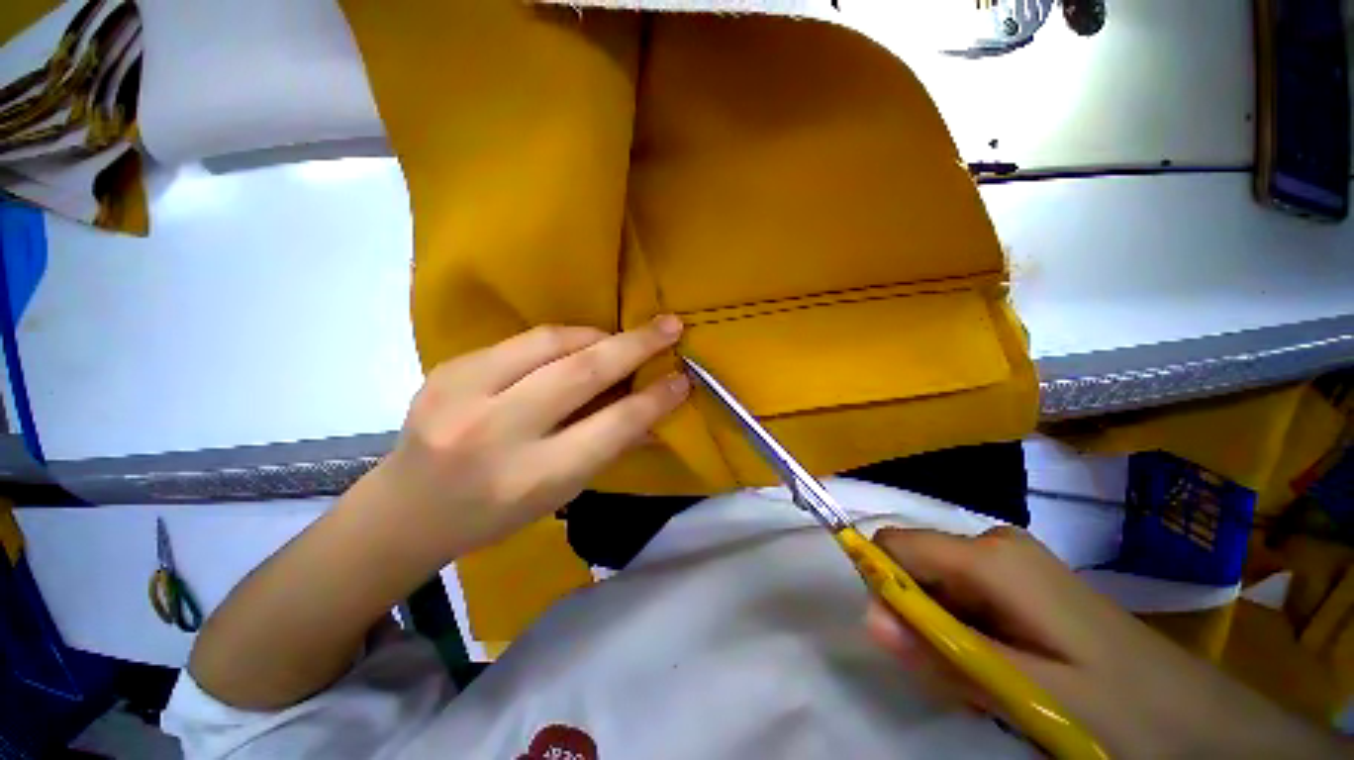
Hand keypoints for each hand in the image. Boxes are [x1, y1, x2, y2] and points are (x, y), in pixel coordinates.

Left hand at [364, 317, 689, 565]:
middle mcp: (497, 433)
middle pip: (582, 373)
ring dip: (598, 336)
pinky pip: (522, 340)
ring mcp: (463, 394)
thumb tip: (652, 412)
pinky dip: (562, 338)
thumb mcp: (559, 494)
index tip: (682, 379)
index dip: (654, 400)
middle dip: (635, 345)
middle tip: (669, 327)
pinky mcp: (447, 369)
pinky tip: (579, 345)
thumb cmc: (493, 514)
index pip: (611, 427)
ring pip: (551, 343)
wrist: (406, 509)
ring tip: (624, 339)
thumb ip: (608, 448)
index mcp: (532, 478)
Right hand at [864, 526, 1343, 758]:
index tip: (898, 638)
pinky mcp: (1023, 580)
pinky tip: (1003, 668)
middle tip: (952, 673)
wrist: (1202, 722)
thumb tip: (869, 618)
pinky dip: (965, 631)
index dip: (880, 582)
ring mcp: (1011, 560)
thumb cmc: (1123, 709)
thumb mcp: (1032, 697)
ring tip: (986, 679)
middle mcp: (994, 543)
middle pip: (916, 563)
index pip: (896, 544)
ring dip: (943, 628)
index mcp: (992, 557)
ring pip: (940, 582)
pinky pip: (965, 594)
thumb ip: (948, 655)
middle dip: (917, 613)